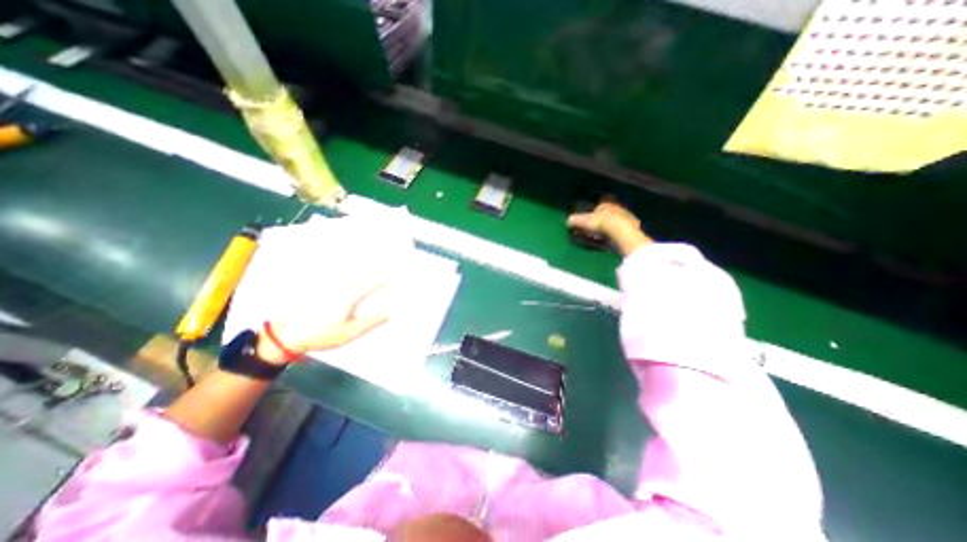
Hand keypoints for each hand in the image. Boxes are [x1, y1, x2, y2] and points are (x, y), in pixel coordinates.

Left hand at [261, 276, 391, 363]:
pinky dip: (342, 269)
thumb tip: (388, 312)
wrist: (287, 335)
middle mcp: (339, 286)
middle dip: (371, 268)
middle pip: (359, 274)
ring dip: (358, 266)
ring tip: (367, 261)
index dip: (380, 279)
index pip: (369, 284)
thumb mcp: (349, 332)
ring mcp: (327, 285)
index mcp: (349, 296)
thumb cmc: (322, 334)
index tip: (391, 275)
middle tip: (381, 264)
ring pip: (346, 271)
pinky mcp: (317, 288)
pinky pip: (333, 273)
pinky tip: (343, 267)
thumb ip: (370, 321)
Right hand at [565, 199, 652, 255]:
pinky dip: (615, 236)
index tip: (586, 225)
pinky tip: (611, 243)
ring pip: (614, 224)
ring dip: (608, 230)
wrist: (621, 232)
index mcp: (606, 204)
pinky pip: (621, 232)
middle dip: (600, 224)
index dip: (591, 217)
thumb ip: (574, 220)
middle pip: (606, 216)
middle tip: (593, 233)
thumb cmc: (601, 224)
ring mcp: (627, 218)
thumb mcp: (583, 222)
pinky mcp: (634, 229)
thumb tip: (567, 221)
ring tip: (601, 239)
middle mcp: (618, 208)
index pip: (597, 209)